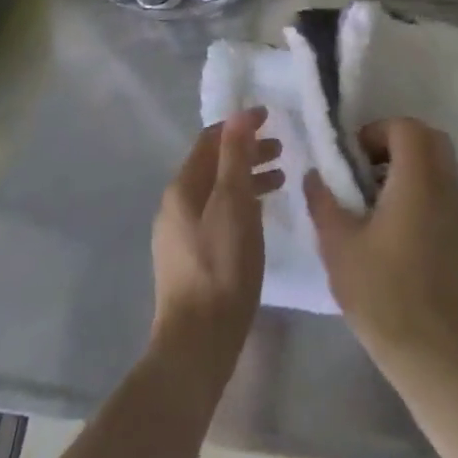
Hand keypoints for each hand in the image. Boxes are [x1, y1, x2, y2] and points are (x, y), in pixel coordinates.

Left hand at [149, 109, 283, 391]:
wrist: (198, 342)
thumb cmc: (221, 266)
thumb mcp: (234, 204)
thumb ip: (235, 157)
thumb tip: (238, 114)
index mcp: (182, 188)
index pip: (210, 140)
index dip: (240, 126)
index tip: (271, 118)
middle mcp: (175, 206)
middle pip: (213, 166)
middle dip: (246, 152)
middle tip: (282, 150)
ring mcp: (179, 235)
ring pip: (216, 192)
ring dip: (247, 180)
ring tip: (280, 181)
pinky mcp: (189, 260)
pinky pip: (217, 215)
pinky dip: (240, 205)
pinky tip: (260, 218)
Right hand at [305, 118, 457, 381]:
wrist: (430, 351)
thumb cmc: (381, 292)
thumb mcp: (337, 245)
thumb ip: (323, 201)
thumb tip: (314, 174)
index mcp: (417, 180)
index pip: (407, 128)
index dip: (377, 131)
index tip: (353, 158)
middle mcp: (445, 186)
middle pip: (429, 138)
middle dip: (396, 142)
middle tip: (366, 168)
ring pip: (440, 163)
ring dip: (410, 164)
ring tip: (376, 197)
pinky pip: (444, 188)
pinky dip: (422, 187)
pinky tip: (395, 223)